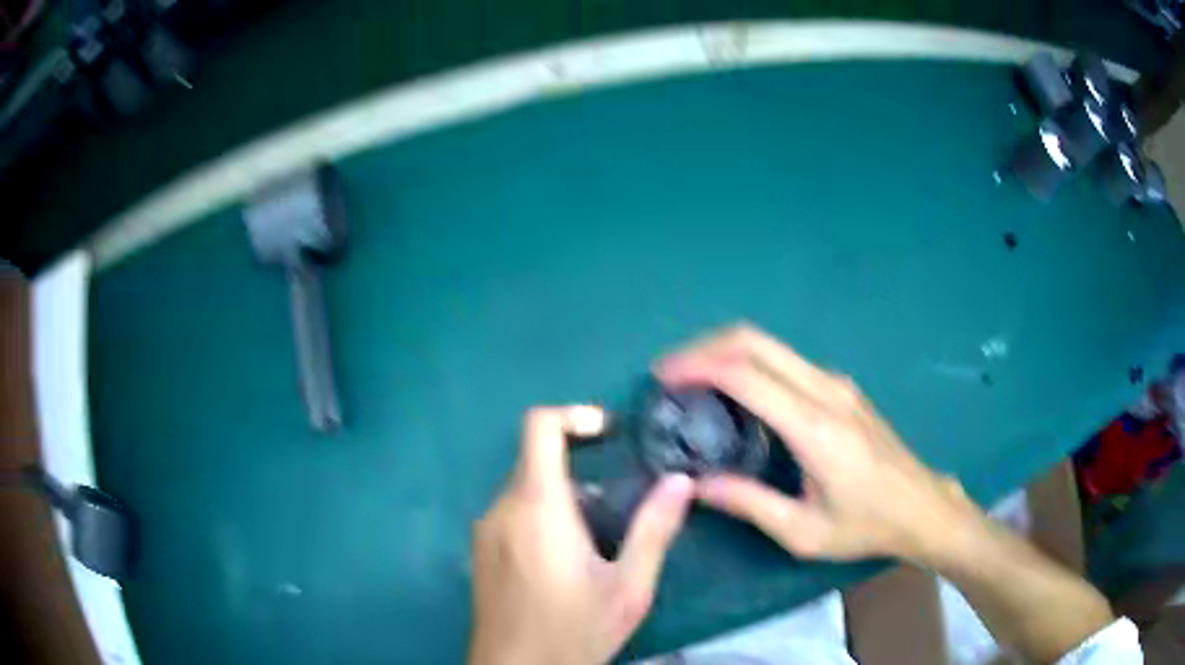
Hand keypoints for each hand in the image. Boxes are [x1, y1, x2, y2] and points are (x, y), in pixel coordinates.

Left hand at [468, 406, 694, 664]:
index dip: (575, 416)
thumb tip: (681, 482)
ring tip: (599, 547)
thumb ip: (654, 530)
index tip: (610, 434)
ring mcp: (484, 532)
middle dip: (583, 475)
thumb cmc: (572, 631)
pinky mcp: (480, 553)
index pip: (539, 426)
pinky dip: (543, 520)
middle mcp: (501, 508)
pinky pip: (512, 516)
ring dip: (565, 503)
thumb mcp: (627, 587)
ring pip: (527, 493)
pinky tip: (567, 566)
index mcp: (536, 506)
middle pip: (538, 463)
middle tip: (620, 513)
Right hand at [655, 324, 977, 563]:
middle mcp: (826, 391)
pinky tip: (736, 392)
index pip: (746, 374)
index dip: (698, 366)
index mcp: (814, 427)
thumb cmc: (865, 525)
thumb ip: (748, 503)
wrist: (921, 507)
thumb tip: (695, 485)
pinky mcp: (842, 388)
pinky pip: (787, 361)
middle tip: (670, 371)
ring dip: (727, 351)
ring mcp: (837, 384)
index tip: (663, 377)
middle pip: (756, 341)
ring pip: (771, 345)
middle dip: (705, 346)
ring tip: (693, 380)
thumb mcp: (803, 531)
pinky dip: (751, 363)